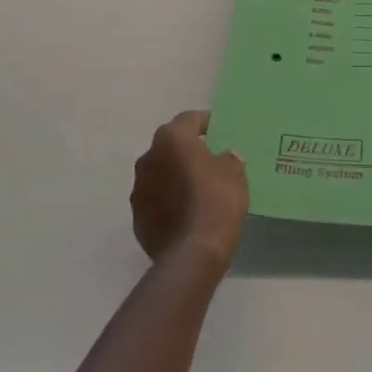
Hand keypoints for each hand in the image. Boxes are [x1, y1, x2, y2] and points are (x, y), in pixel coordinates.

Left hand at [130, 111, 248, 271]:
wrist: (192, 253)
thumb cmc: (216, 201)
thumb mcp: (235, 174)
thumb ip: (229, 159)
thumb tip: (224, 156)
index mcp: (172, 140)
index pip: (188, 119)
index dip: (205, 122)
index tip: (219, 130)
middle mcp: (148, 158)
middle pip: (170, 146)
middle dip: (187, 150)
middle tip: (209, 159)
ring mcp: (138, 189)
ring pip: (160, 173)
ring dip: (175, 176)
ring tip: (198, 188)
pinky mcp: (137, 217)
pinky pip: (156, 200)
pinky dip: (169, 200)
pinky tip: (187, 212)